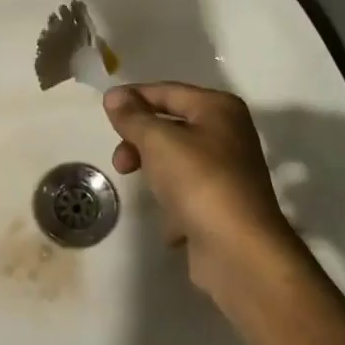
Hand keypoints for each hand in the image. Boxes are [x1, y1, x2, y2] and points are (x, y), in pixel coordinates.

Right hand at [104, 83, 298, 295]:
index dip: (134, 98)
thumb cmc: (199, 182)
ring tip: (144, 190)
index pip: (167, 91)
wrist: (239, 252)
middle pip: (171, 125)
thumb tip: (114, 96)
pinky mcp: (223, 205)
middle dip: (140, 140)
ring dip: (154, 172)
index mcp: (218, 108)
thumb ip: (133, 117)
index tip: (104, 110)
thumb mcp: (158, 141)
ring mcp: (227, 172)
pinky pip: (187, 193)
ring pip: (176, 160)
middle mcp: (227, 134)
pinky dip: (173, 204)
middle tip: (121, 162)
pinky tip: (170, 222)